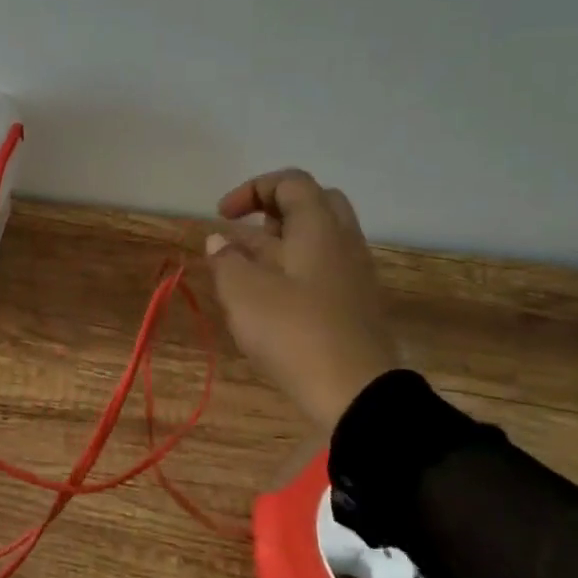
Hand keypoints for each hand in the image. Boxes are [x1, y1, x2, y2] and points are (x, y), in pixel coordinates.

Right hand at [205, 169, 399, 433]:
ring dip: (282, 245)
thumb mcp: (243, 293)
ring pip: (319, 240)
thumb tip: (219, 241)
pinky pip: (325, 269)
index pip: (291, 182)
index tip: (223, 216)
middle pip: (314, 204)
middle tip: (247, 233)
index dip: (252, 189)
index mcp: (319, 228)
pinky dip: (295, 271)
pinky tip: (271, 300)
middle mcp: (343, 242)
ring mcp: (355, 275)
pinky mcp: (356, 306)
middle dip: (274, 211)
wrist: (358, 395)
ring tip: (248, 271)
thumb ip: (226, 260)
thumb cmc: (294, 332)